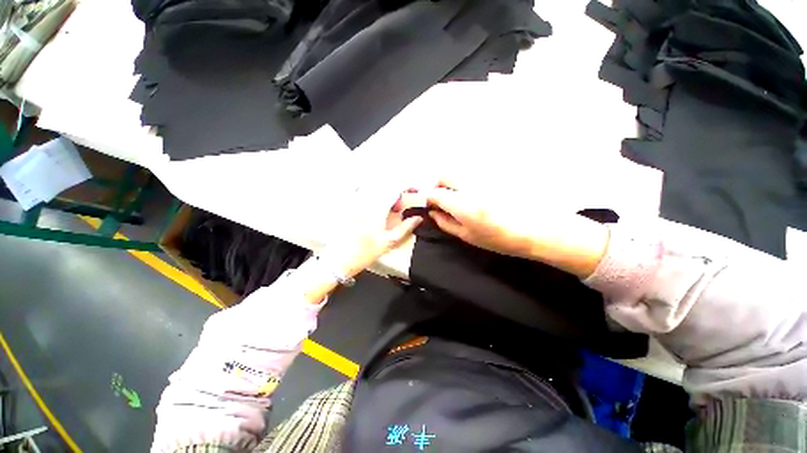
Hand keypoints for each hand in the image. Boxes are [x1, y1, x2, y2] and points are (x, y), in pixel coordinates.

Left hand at [323, 188, 422, 278]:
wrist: (340, 258)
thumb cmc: (364, 252)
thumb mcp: (389, 241)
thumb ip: (406, 227)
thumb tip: (417, 219)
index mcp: (377, 208)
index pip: (395, 188)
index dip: (407, 186)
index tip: (414, 190)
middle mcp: (365, 201)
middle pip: (385, 185)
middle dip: (397, 192)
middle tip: (399, 207)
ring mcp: (355, 202)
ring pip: (375, 187)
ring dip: (386, 194)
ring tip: (387, 210)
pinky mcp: (348, 206)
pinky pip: (362, 191)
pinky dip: (373, 195)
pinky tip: (375, 208)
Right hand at [425, 179, 609, 277]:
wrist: (541, 228)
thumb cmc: (502, 238)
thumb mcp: (469, 236)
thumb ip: (446, 223)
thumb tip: (432, 213)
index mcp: (462, 203)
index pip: (435, 193)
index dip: (429, 199)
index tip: (432, 206)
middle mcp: (470, 184)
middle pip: (444, 175)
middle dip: (438, 185)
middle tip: (443, 199)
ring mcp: (484, 176)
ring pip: (459, 172)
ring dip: (453, 182)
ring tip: (461, 198)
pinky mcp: (495, 172)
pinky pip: (474, 172)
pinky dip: (468, 181)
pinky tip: (478, 193)